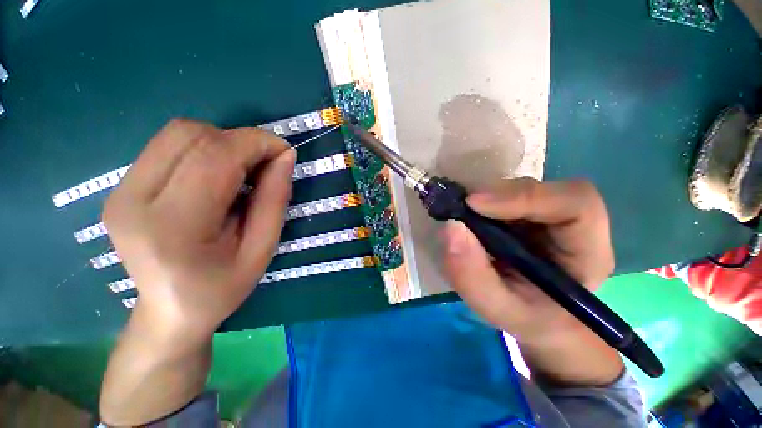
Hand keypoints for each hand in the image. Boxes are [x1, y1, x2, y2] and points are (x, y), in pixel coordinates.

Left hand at [103, 119, 294, 338]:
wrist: (169, 311)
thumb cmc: (222, 287)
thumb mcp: (262, 249)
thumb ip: (275, 200)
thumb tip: (285, 157)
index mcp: (173, 226)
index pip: (215, 157)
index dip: (256, 143)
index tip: (284, 151)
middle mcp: (134, 200)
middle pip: (191, 135)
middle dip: (240, 140)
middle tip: (266, 163)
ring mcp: (120, 191)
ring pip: (178, 133)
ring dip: (222, 142)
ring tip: (243, 170)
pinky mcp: (120, 187)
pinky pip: (168, 146)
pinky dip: (204, 149)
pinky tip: (218, 174)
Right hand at [442, 178, 622, 385]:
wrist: (538, 317)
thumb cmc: (527, 318)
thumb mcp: (497, 308)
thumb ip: (472, 276)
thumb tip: (452, 227)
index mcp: (587, 253)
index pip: (576, 204)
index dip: (524, 197)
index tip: (474, 204)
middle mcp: (575, 225)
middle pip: (543, 189)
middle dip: (497, 196)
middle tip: (462, 209)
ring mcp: (551, 215)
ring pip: (521, 189)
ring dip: (487, 198)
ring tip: (465, 218)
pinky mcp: (530, 212)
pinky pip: (507, 195)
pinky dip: (483, 202)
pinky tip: (471, 218)